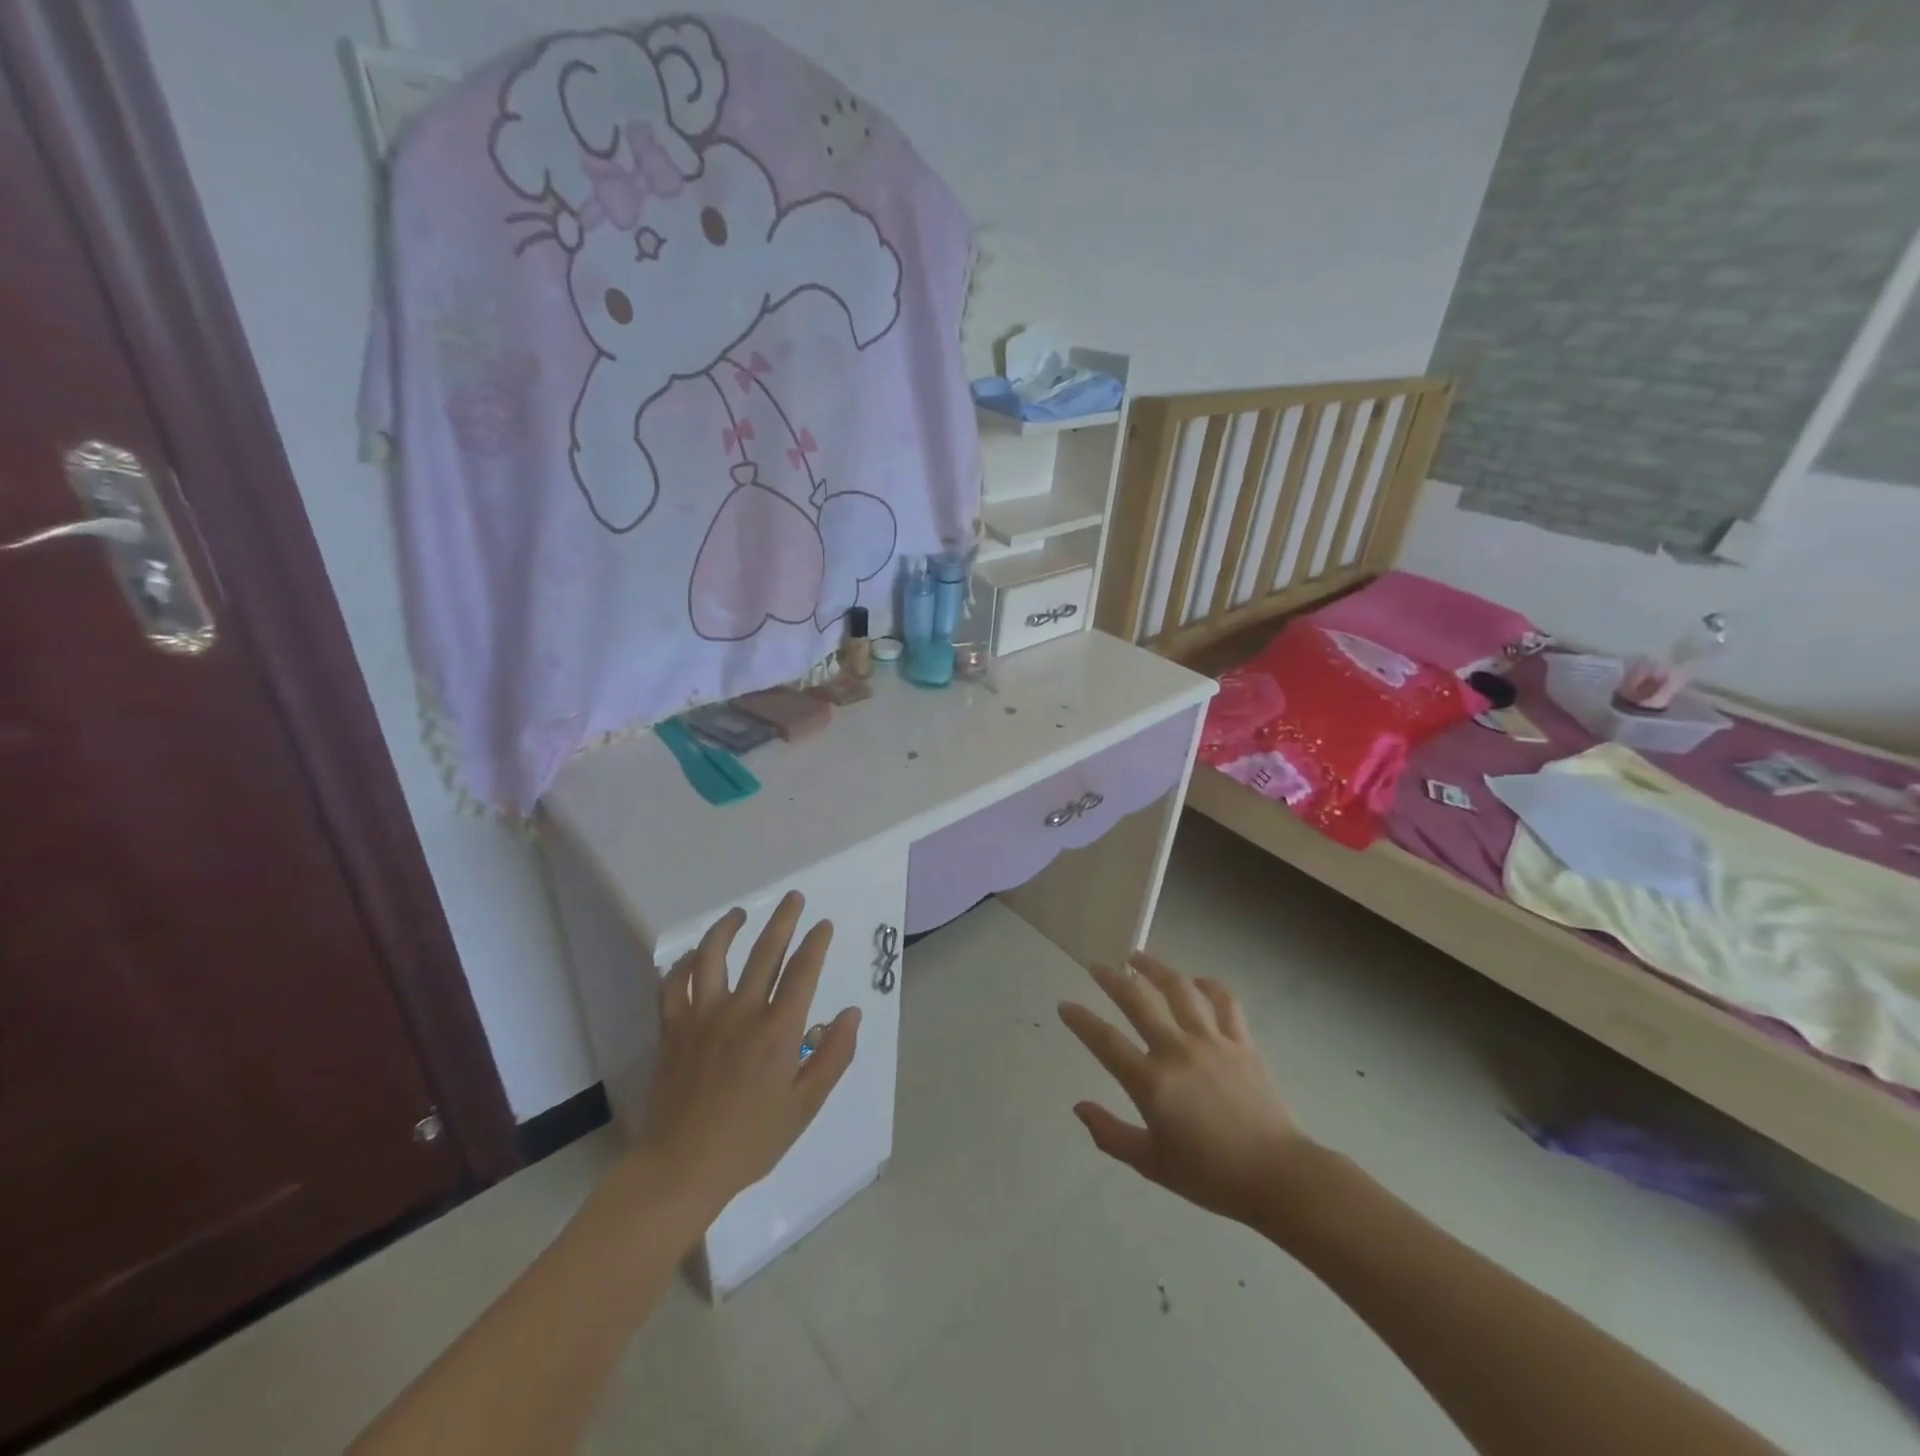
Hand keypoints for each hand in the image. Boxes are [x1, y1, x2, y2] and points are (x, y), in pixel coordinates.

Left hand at [633, 892, 860, 1216]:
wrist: (682, 1167)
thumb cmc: (751, 1140)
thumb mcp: (805, 1106)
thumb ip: (833, 1056)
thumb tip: (851, 1013)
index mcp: (777, 1030)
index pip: (802, 971)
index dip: (816, 943)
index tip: (823, 925)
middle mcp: (741, 1011)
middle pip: (764, 952)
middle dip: (783, 920)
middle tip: (793, 898)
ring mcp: (702, 1017)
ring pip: (713, 956)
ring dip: (728, 928)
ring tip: (740, 913)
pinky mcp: (672, 1029)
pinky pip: (673, 985)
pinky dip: (682, 965)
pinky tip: (692, 956)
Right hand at [1059, 953, 1308, 1227]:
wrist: (1278, 1177)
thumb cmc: (1211, 1176)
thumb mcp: (1152, 1165)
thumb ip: (1110, 1134)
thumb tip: (1079, 1108)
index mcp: (1151, 1083)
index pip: (1105, 1041)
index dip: (1081, 1020)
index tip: (1065, 1005)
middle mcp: (1176, 1051)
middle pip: (1137, 1002)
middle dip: (1111, 980)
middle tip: (1095, 965)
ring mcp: (1211, 1041)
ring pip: (1178, 990)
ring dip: (1155, 968)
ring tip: (1137, 956)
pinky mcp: (1241, 1042)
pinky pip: (1225, 1002)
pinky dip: (1210, 985)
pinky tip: (1197, 980)